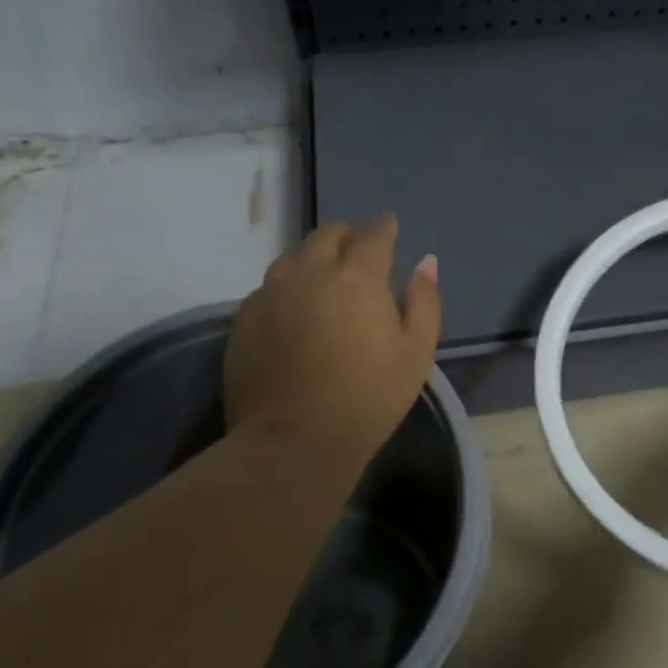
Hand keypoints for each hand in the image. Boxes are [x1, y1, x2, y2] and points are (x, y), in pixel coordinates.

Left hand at [224, 214, 441, 476]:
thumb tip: (425, 262)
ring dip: (314, 257)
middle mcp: (309, 273)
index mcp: (357, 277)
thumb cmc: (368, 398)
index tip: (390, 226)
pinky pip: (268, 287)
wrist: (294, 441)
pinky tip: (294, 308)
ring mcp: (270, 294)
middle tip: (359, 249)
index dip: (384, 227)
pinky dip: (288, 286)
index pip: (373, 234)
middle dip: (347, 235)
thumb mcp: (416, 352)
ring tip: (325, 275)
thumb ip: (424, 301)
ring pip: (293, 257)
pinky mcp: (243, 320)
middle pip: (327, 236)